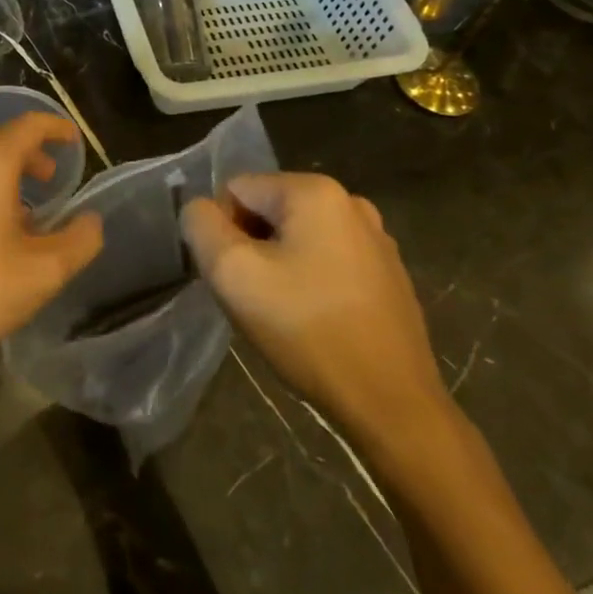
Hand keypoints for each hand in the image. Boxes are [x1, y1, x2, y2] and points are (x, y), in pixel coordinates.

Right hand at [181, 173, 452, 456]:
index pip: (236, 190)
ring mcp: (376, 240)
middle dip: (250, 248)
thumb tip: (201, 210)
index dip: (221, 232)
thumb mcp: (232, 272)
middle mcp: (351, 203)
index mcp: (315, 191)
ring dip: (277, 267)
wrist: (391, 403)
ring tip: (284, 314)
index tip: (236, 278)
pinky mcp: (388, 275)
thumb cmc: (307, 330)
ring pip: (296, 238)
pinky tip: (315, 323)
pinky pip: (327, 261)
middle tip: (255, 298)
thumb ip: (201, 226)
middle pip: (267, 211)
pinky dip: (309, 283)